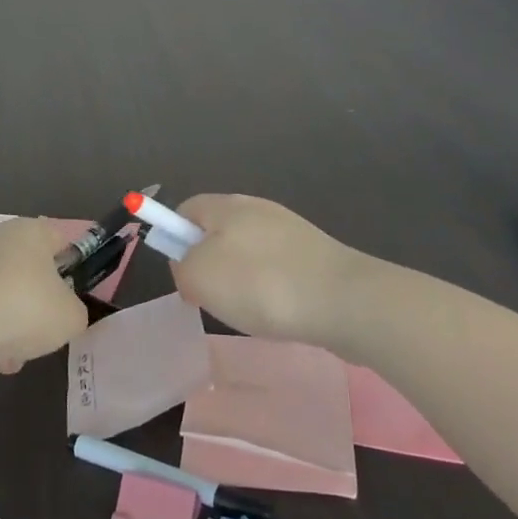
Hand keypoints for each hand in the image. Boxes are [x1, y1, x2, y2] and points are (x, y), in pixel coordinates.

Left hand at [0, 217, 88, 375]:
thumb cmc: (26, 307)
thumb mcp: (71, 317)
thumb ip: (75, 311)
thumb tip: (64, 313)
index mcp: (32, 231)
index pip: (59, 241)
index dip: (70, 268)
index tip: (73, 296)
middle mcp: (0, 239)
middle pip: (31, 272)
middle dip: (39, 302)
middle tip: (48, 326)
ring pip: (6, 296)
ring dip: (14, 323)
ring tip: (19, 352)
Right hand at [168, 194, 367, 345]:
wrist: (343, 300)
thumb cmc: (261, 284)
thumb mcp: (199, 276)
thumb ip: (181, 266)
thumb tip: (189, 266)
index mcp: (226, 205)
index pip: (185, 209)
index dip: (174, 237)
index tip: (182, 274)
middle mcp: (257, 209)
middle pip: (217, 231)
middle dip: (208, 265)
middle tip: (211, 298)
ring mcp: (289, 231)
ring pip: (247, 254)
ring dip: (241, 282)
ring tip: (249, 312)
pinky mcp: (314, 255)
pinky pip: (276, 269)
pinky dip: (270, 291)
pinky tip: (278, 313)